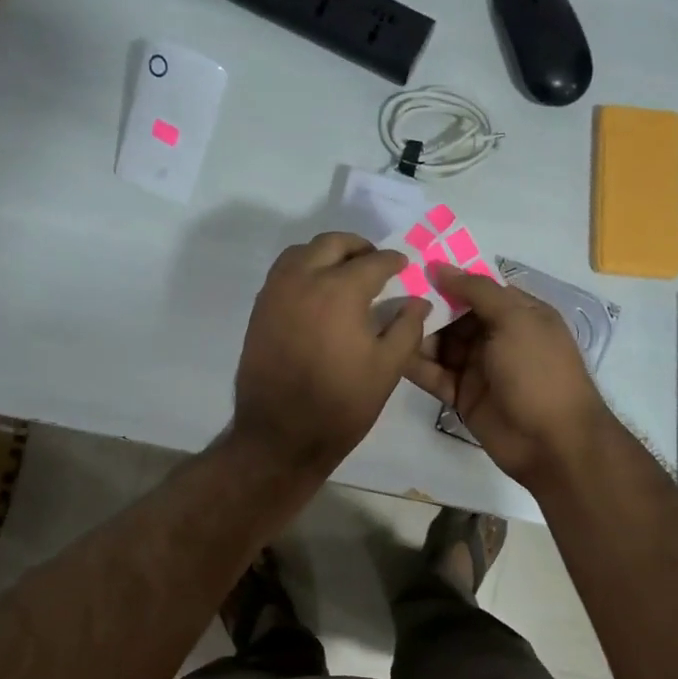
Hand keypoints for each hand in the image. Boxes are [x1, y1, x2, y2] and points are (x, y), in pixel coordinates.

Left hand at [232, 232, 430, 472]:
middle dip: (358, 247)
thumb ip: (407, 328)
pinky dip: (303, 270)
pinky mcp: (259, 310)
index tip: (403, 266)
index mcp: (340, 291)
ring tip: (344, 273)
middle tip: (375, 263)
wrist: (281, 435)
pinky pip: (283, 273)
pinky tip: (317, 294)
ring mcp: (275, 293)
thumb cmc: (341, 404)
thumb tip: (418, 302)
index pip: (373, 261)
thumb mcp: (387, 369)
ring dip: (327, 254)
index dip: (393, 261)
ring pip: (302, 252)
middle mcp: (303, 280)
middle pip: (333, 244)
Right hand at [404, 262, 611, 486]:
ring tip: (380, 322)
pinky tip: (389, 353)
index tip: (409, 266)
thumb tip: (439, 266)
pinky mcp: (462, 396)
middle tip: (385, 295)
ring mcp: (479, 368)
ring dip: (415, 335)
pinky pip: (434, 375)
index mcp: (518, 313)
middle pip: (454, 315)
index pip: (477, 288)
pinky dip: (415, 365)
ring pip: (440, 345)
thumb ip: (477, 291)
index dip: (447, 278)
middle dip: (425, 306)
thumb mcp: (515, 320)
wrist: (552, 442)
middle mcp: (497, 336)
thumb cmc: (539, 371)